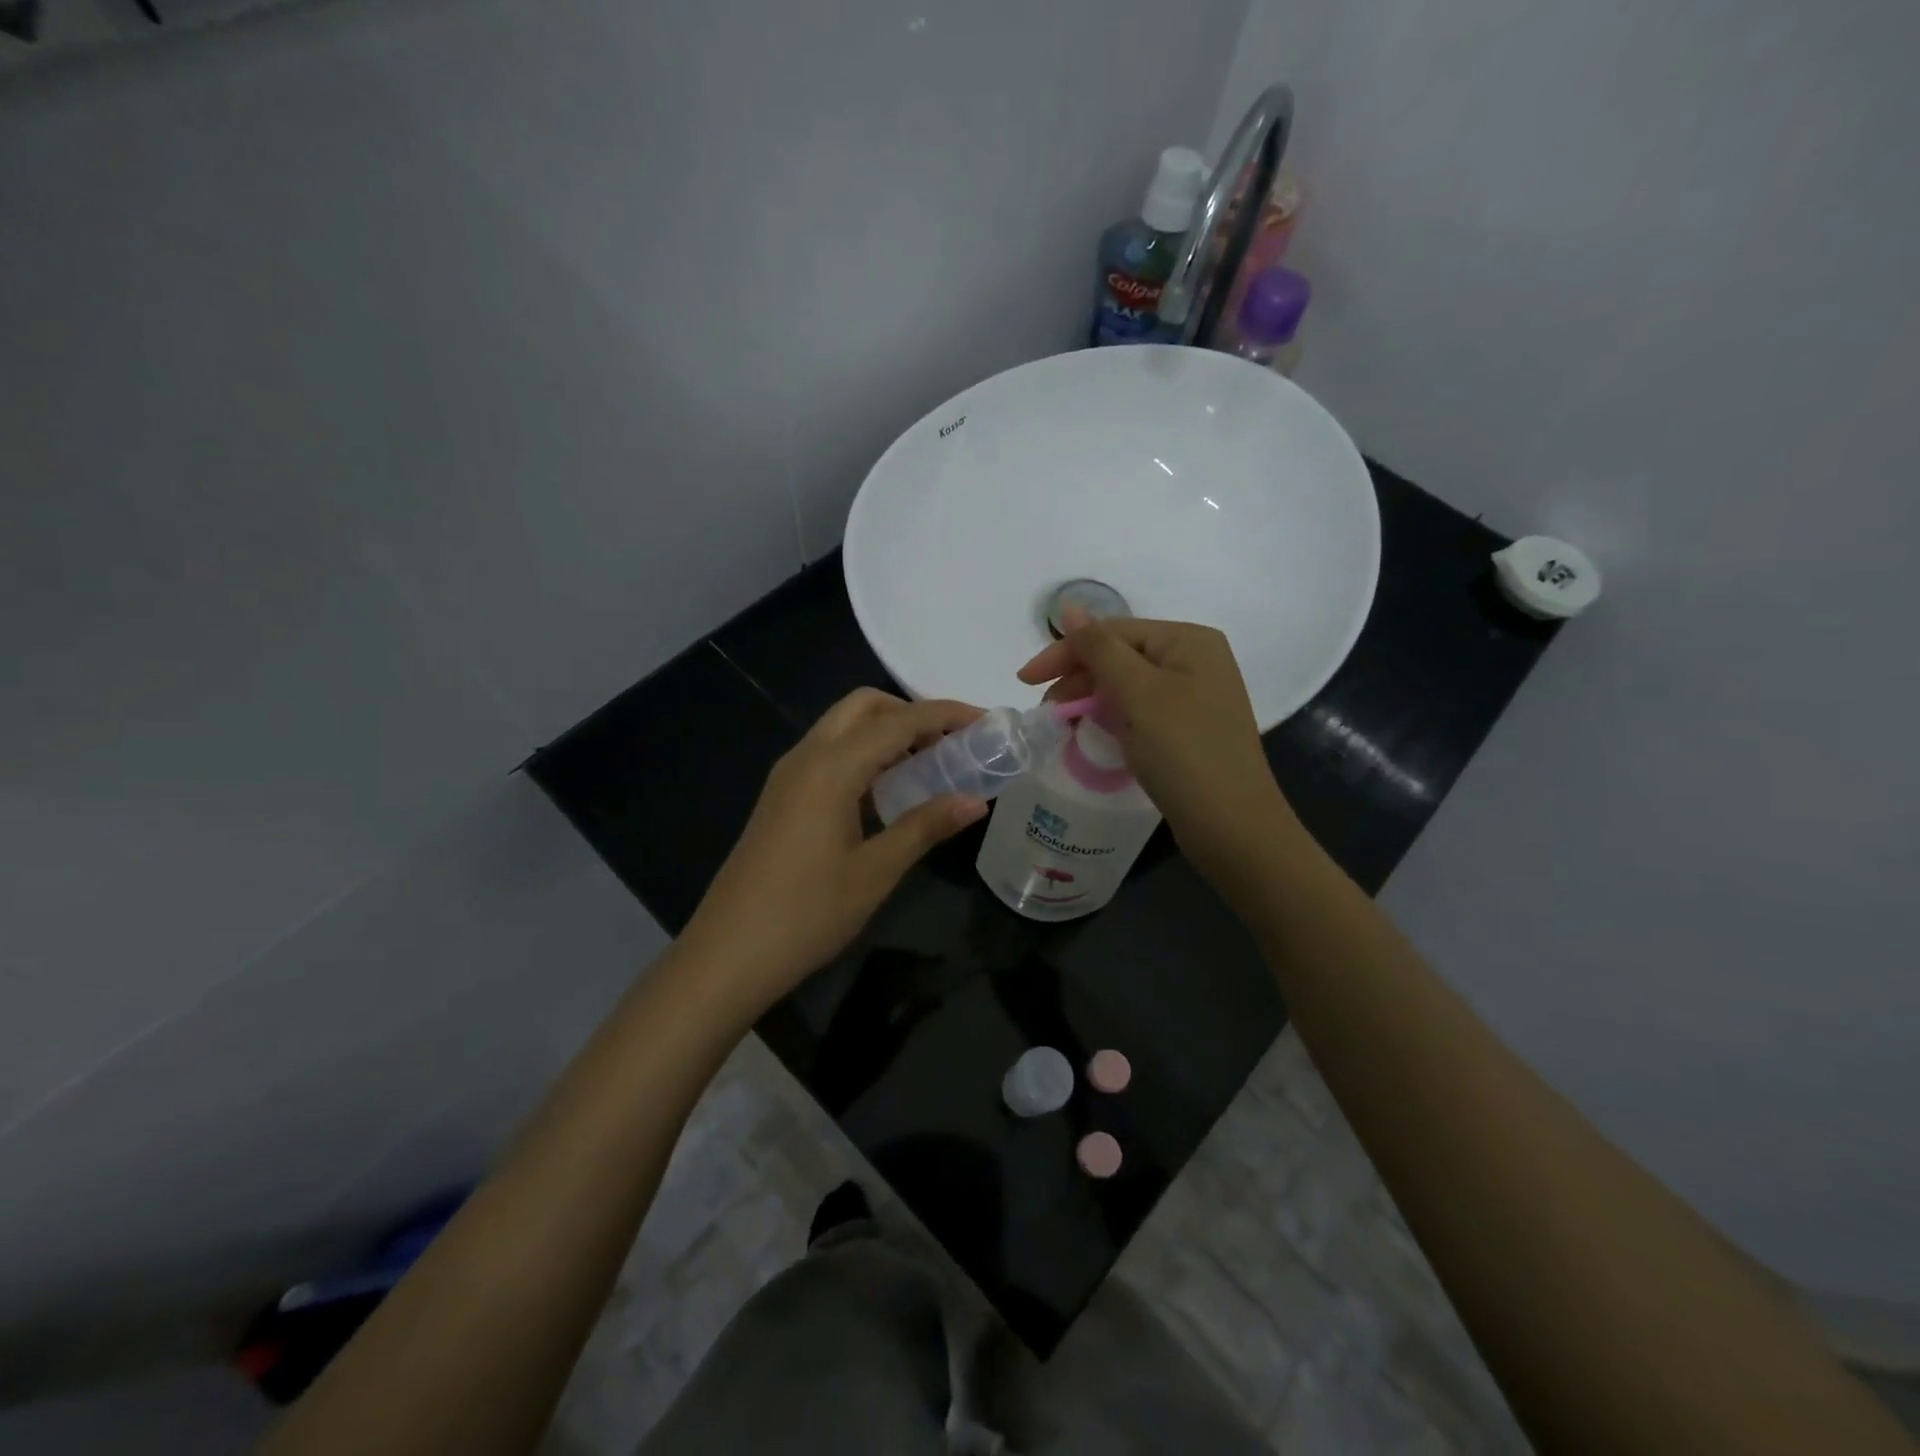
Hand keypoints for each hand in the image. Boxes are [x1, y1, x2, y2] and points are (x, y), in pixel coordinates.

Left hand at [679, 689, 987, 1015]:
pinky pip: (829, 753)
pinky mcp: (781, 796)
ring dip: (887, 732)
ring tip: (930, 764)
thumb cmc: (807, 914)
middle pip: (864, 707)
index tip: (985, 720)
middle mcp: (806, 757)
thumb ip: (926, 826)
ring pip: (843, 728)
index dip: (945, 715)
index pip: (898, 722)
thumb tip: (976, 801)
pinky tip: (888, 790)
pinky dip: (865, 753)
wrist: (728, 954)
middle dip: (912, 712)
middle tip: (952, 743)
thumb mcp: (875, 871)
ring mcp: (788, 776)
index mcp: (830, 768)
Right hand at [1018, 614, 1301, 887]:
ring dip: (1092, 700)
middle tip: (1047, 712)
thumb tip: (1068, 607)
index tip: (1023, 681)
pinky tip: (1095, 733)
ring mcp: (1196, 695)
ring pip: (1128, 685)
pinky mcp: (1191, 727)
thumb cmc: (1184, 751)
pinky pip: (1141, 709)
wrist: (1232, 826)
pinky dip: (1114, 717)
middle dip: (1079, 679)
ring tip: (1064, 725)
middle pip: (1121, 655)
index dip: (1065, 652)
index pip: (1112, 632)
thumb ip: (1099, 648)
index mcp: (1188, 640)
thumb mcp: (1137, 694)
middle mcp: (1196, 659)